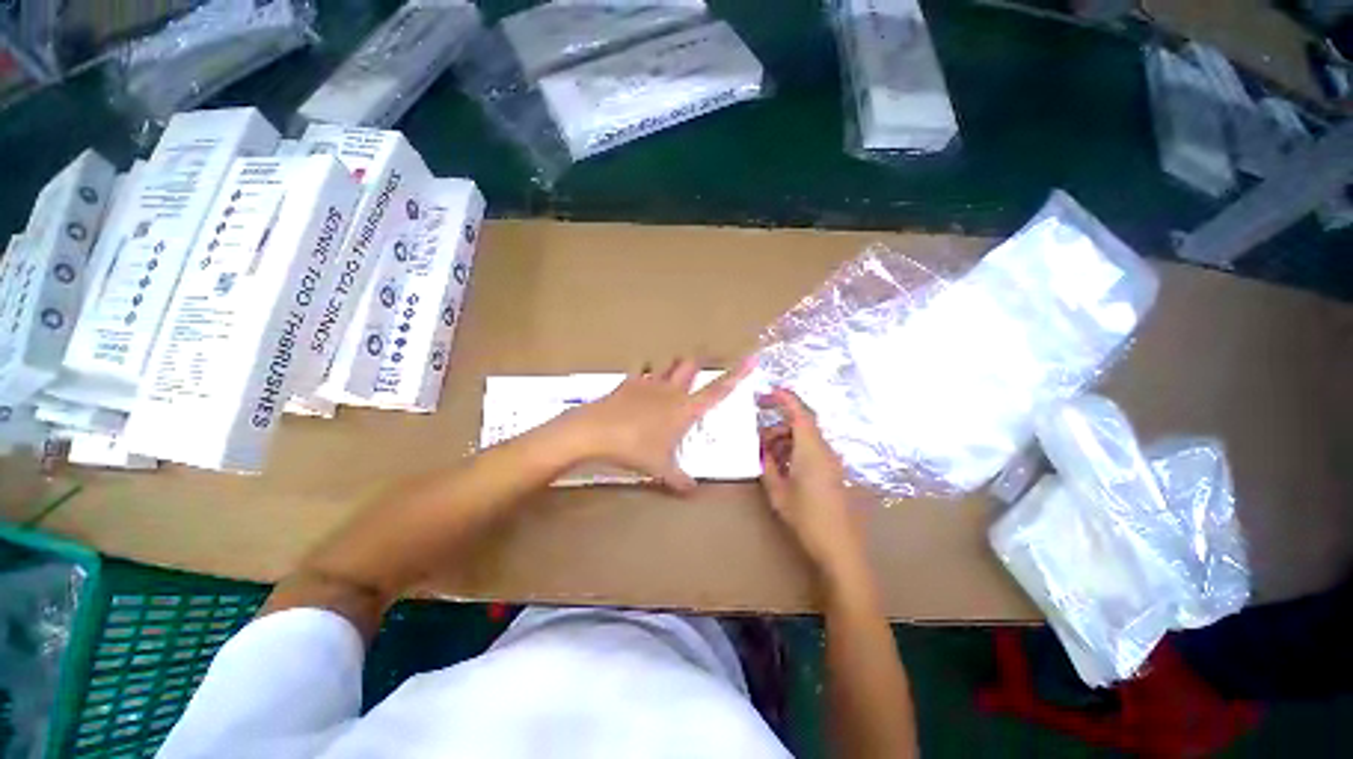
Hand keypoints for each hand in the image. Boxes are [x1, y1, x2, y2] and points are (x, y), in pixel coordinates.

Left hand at [563, 357, 752, 492]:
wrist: (596, 431)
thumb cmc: (635, 449)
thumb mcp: (660, 468)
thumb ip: (679, 479)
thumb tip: (693, 490)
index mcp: (686, 409)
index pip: (718, 390)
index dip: (737, 374)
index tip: (752, 358)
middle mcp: (671, 390)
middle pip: (691, 366)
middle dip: (700, 363)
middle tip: (705, 364)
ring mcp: (648, 383)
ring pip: (668, 364)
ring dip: (674, 365)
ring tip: (676, 369)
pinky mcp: (627, 383)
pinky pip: (641, 370)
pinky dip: (646, 371)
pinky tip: (643, 377)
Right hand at [758, 388, 865, 580]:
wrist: (839, 544)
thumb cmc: (808, 519)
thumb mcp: (779, 495)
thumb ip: (769, 468)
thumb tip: (762, 452)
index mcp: (811, 449)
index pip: (799, 411)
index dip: (783, 398)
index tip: (765, 393)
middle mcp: (825, 450)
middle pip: (803, 424)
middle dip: (780, 425)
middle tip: (758, 438)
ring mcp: (832, 461)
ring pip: (808, 438)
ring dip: (787, 440)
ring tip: (767, 456)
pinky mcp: (834, 473)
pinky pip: (813, 451)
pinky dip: (797, 451)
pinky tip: (783, 469)